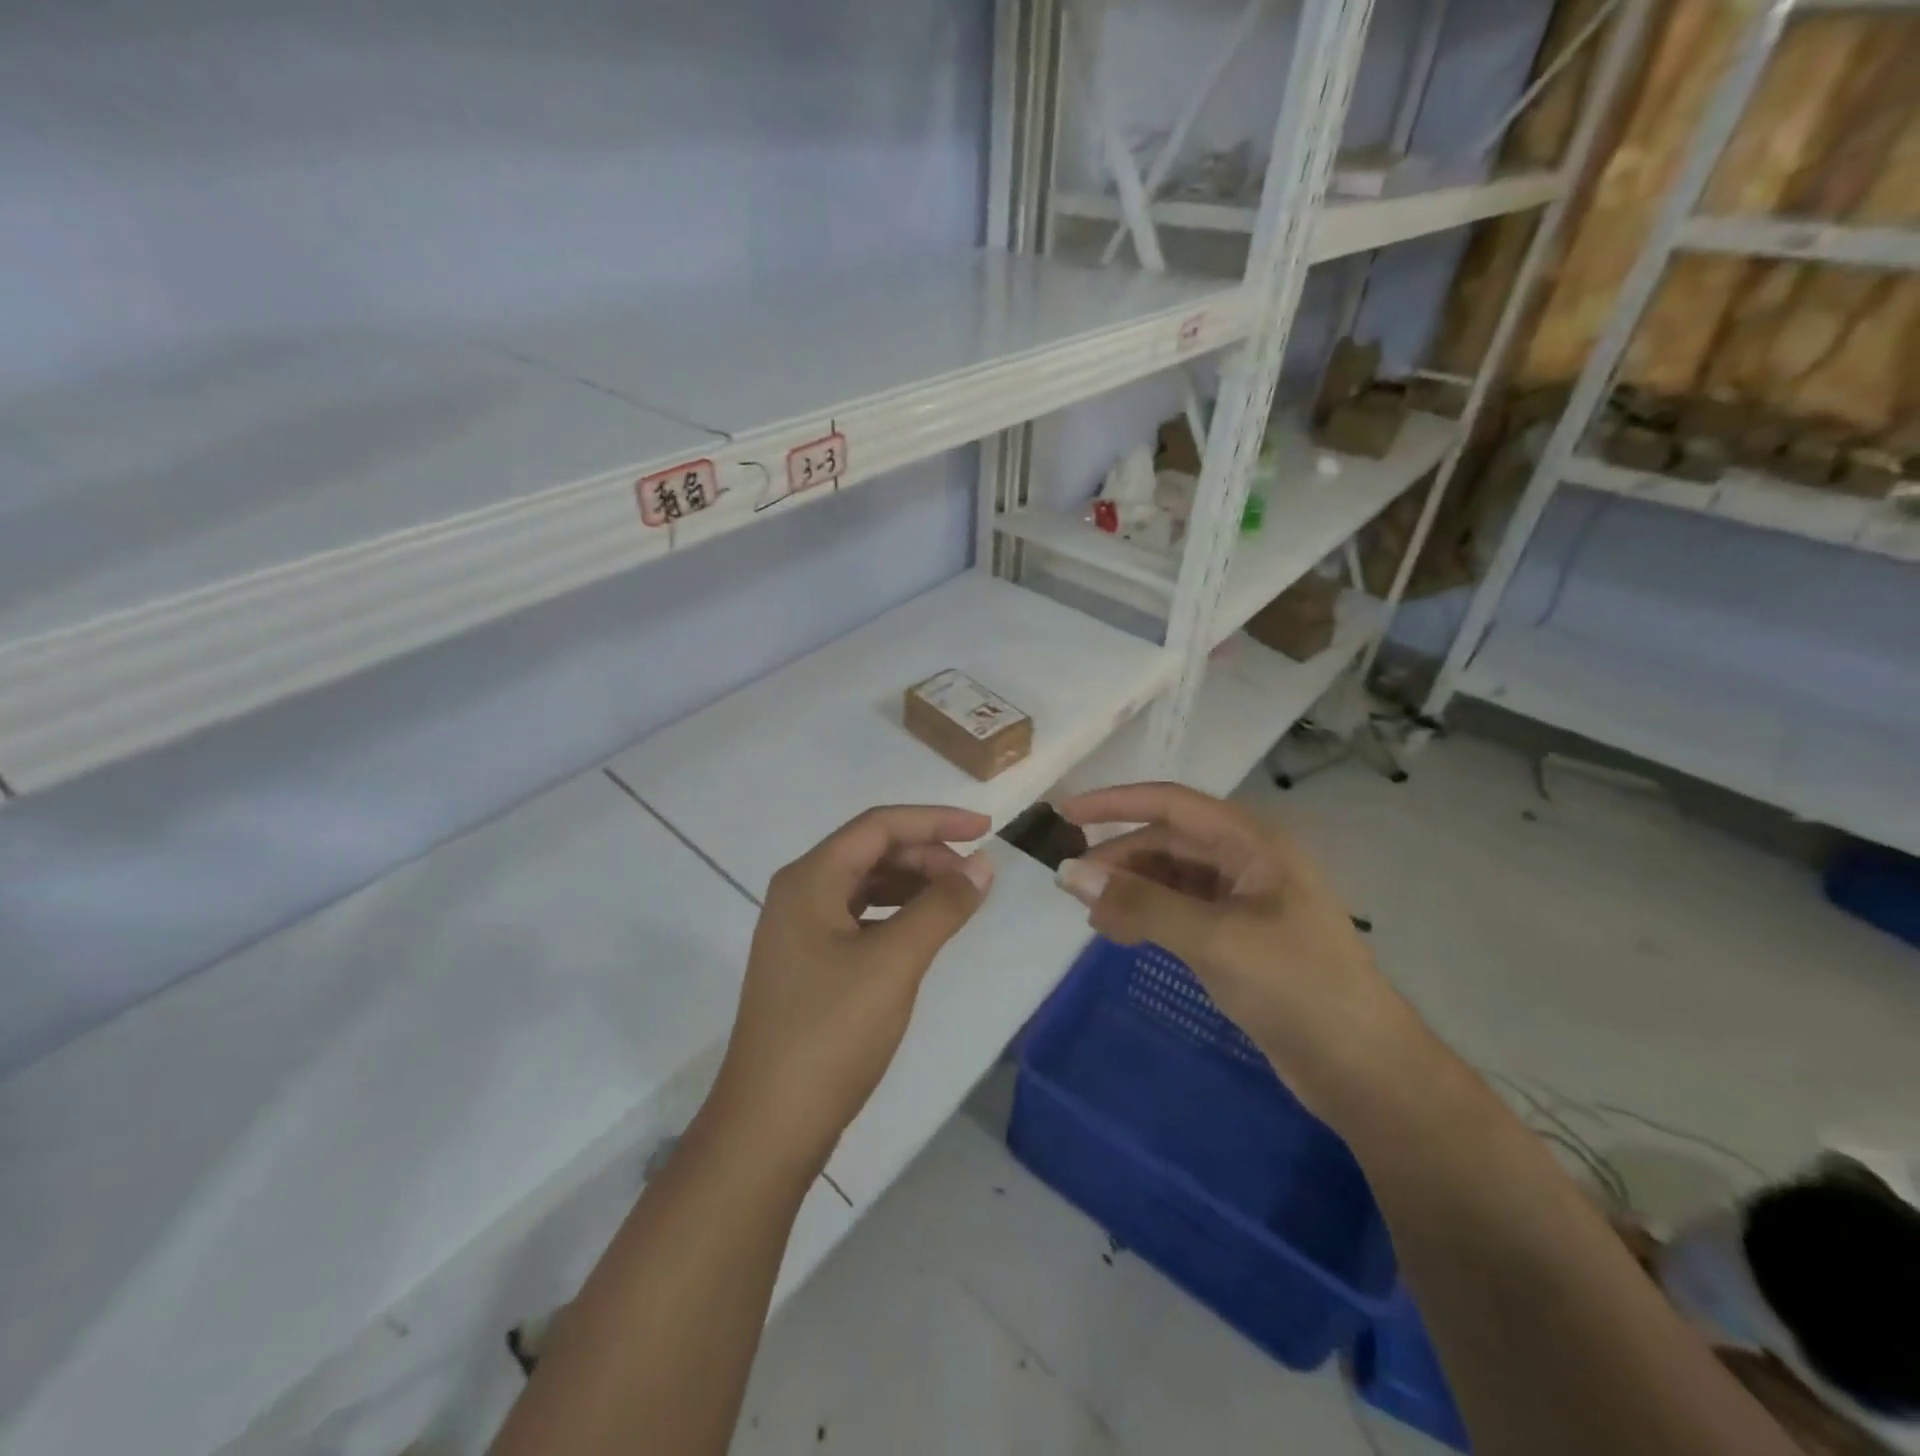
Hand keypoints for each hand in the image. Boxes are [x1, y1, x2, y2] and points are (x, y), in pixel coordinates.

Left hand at [708, 806, 995, 1179]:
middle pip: (871, 851)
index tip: (985, 829)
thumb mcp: (894, 962)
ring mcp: (799, 930)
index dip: (935, 820)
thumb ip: (941, 907)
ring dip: (913, 883)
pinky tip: (922, 931)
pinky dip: (896, 914)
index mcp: (810, 879)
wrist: (769, 1124)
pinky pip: (859, 917)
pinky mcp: (808, 963)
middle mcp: (799, 893)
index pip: (879, 826)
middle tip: (974, 877)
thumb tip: (982, 865)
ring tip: (956, 900)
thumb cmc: (831, 1033)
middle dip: (926, 854)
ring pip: (866, 884)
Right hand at [1053, 782, 1430, 1122]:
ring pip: (1172, 879)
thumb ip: (1141, 904)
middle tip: (1072, 885)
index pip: (1171, 804)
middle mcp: (1246, 862)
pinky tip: (1121, 933)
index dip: (1115, 803)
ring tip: (1092, 917)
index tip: (1065, 814)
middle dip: (1120, 857)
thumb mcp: (1215, 938)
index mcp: (1253, 843)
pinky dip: (1148, 916)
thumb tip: (1069, 875)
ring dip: (1131, 890)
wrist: (1364, 1071)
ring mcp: (1243, 903)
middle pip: (1168, 842)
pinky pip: (1180, 912)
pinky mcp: (1237, 939)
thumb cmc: (1297, 986)